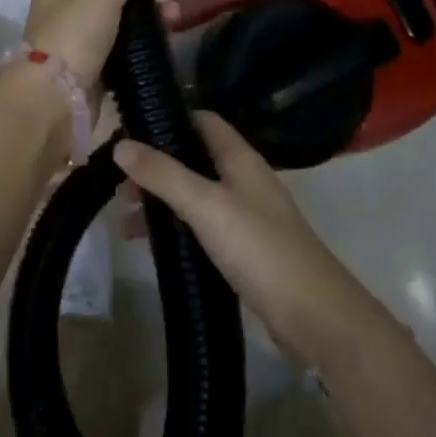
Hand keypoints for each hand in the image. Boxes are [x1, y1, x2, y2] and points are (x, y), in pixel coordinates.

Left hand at [23, 0, 174, 96]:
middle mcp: (61, 13)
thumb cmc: (73, 34)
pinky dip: (139, 49)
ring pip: (115, 24)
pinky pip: (120, 54)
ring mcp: (75, 44)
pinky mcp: (91, 73)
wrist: (57, 99)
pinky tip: (162, 44)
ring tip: (172, 21)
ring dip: (143, 20)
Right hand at [115, 112, 376, 367]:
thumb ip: (163, 174)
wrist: (316, 318)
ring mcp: (245, 216)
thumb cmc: (260, 248)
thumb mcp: (206, 206)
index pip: (202, 120)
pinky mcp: (244, 250)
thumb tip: (119, 144)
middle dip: (156, 165)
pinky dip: (175, 227)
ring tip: (124, 215)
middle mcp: (244, 180)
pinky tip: (150, 244)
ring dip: (162, 198)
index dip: (168, 118)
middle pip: (193, 158)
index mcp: (240, 158)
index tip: (129, 128)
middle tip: (119, 181)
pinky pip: (201, 226)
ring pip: (195, 194)